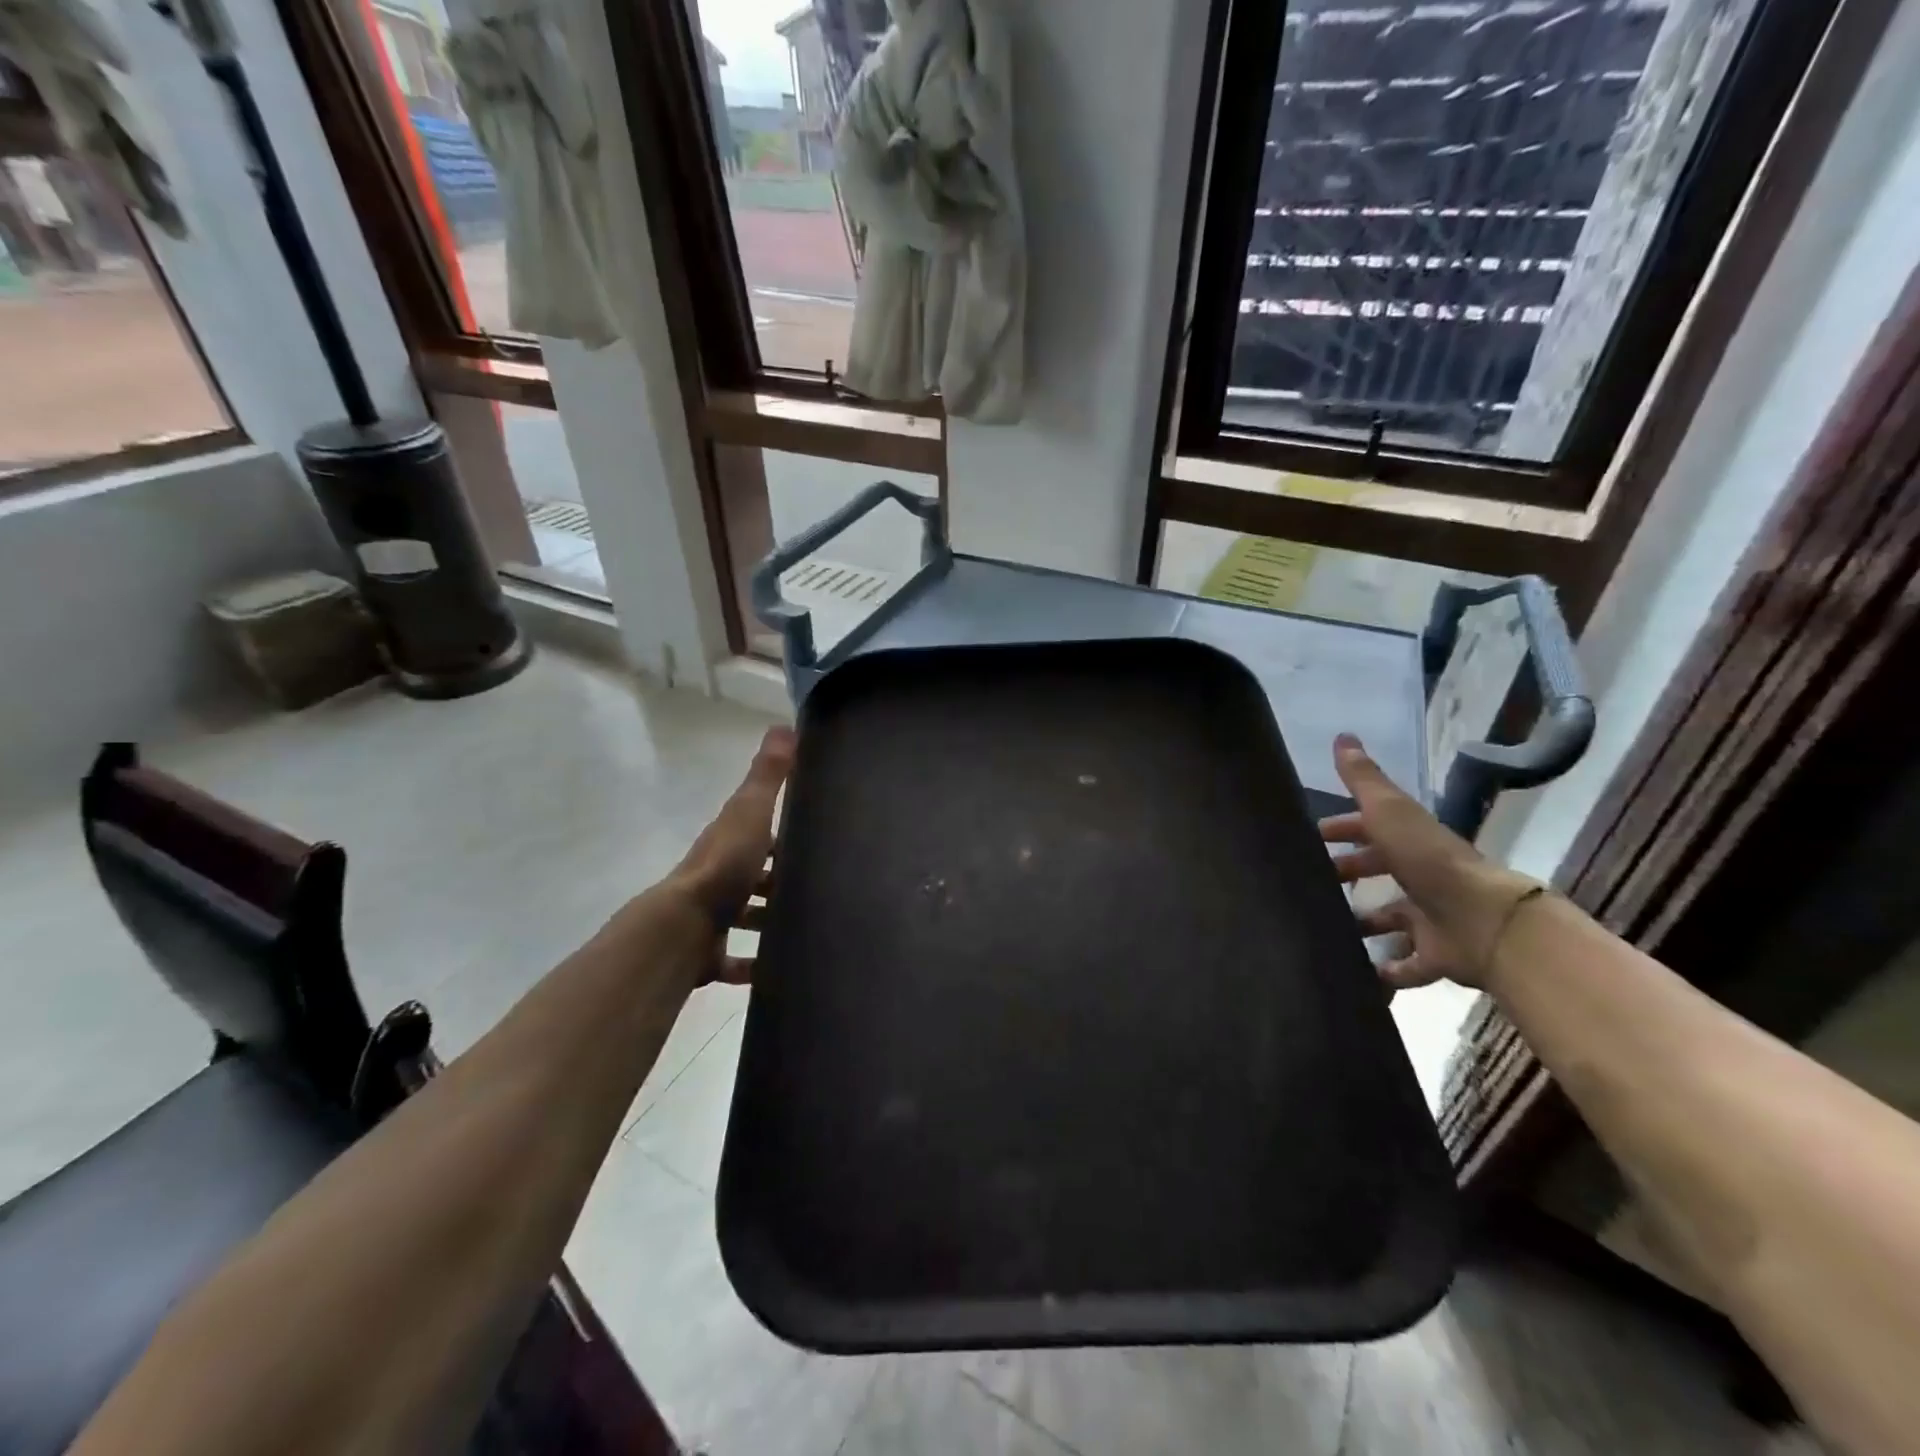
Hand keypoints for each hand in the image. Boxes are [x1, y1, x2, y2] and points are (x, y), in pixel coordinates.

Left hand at [670, 726, 795, 983]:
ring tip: (807, 926)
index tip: (812, 837)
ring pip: (746, 916)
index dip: (778, 833)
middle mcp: (719, 877)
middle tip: (818, 887)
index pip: (755, 832)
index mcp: (728, 842)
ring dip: (768, 921)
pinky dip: (755, 966)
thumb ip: (768, 775)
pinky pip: (736, 961)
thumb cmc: (723, 865)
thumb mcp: (750, 811)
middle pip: (753, 876)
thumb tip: (784, 726)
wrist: (684, 927)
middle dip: (778, 881)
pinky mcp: (711, 953)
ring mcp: (713, 917)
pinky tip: (779, 970)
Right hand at [1317, 732, 1540, 991]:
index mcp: (1410, 842)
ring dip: (1362, 924)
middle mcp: (1421, 877)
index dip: (1342, 829)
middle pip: (1379, 872)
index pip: (1371, 828)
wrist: (1484, 922)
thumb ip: (1365, 780)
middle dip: (1347, 875)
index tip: (1311, 837)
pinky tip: (1354, 974)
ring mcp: (1431, 918)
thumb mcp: (1390, 813)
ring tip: (1324, 929)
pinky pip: (1405, 965)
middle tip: (1310, 884)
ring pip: (1390, 920)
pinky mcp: (1436, 957)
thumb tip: (1342, 735)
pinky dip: (1383, 972)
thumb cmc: (1429, 862)